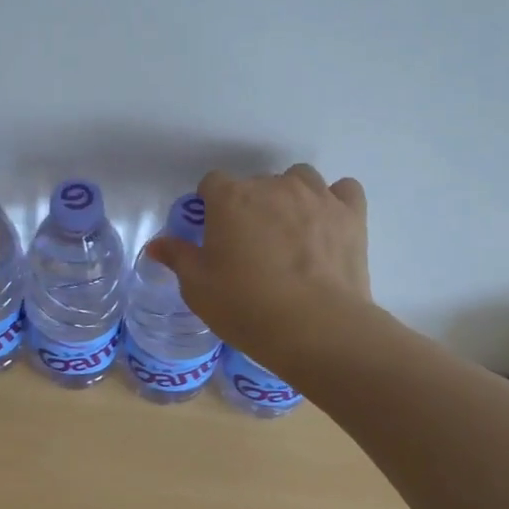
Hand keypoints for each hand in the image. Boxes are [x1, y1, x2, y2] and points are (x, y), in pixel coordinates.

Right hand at [146, 164, 375, 369]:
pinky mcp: (352, 214)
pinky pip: (342, 190)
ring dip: (291, 197)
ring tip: (290, 232)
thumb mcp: (198, 288)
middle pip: (256, 183)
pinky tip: (327, 225)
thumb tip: (157, 244)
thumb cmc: (246, 306)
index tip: (214, 234)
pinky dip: (334, 202)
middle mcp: (273, 186)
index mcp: (230, 199)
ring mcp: (316, 196)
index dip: (211, 206)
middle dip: (250, 206)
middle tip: (251, 245)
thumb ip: (178, 258)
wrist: (316, 328)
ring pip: (299, 179)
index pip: (212, 183)